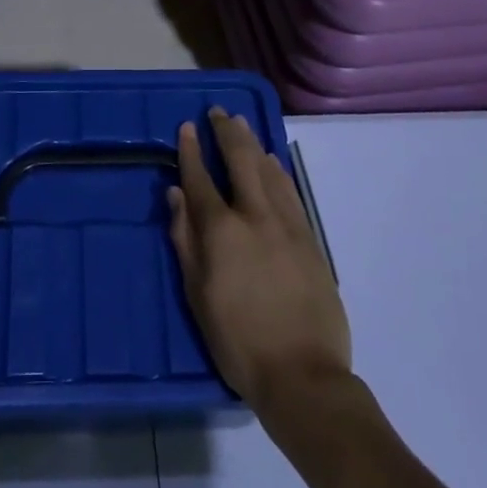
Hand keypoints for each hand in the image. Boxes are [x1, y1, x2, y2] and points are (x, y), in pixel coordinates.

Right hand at [167, 109, 351, 420]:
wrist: (304, 375)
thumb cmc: (239, 342)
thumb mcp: (198, 296)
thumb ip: (185, 240)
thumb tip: (176, 194)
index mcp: (222, 231)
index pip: (200, 177)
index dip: (191, 150)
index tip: (186, 127)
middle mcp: (255, 215)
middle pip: (240, 160)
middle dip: (226, 132)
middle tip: (217, 112)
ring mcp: (287, 224)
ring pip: (268, 169)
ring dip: (252, 143)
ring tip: (241, 125)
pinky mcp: (310, 237)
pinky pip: (290, 191)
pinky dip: (277, 170)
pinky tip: (272, 162)